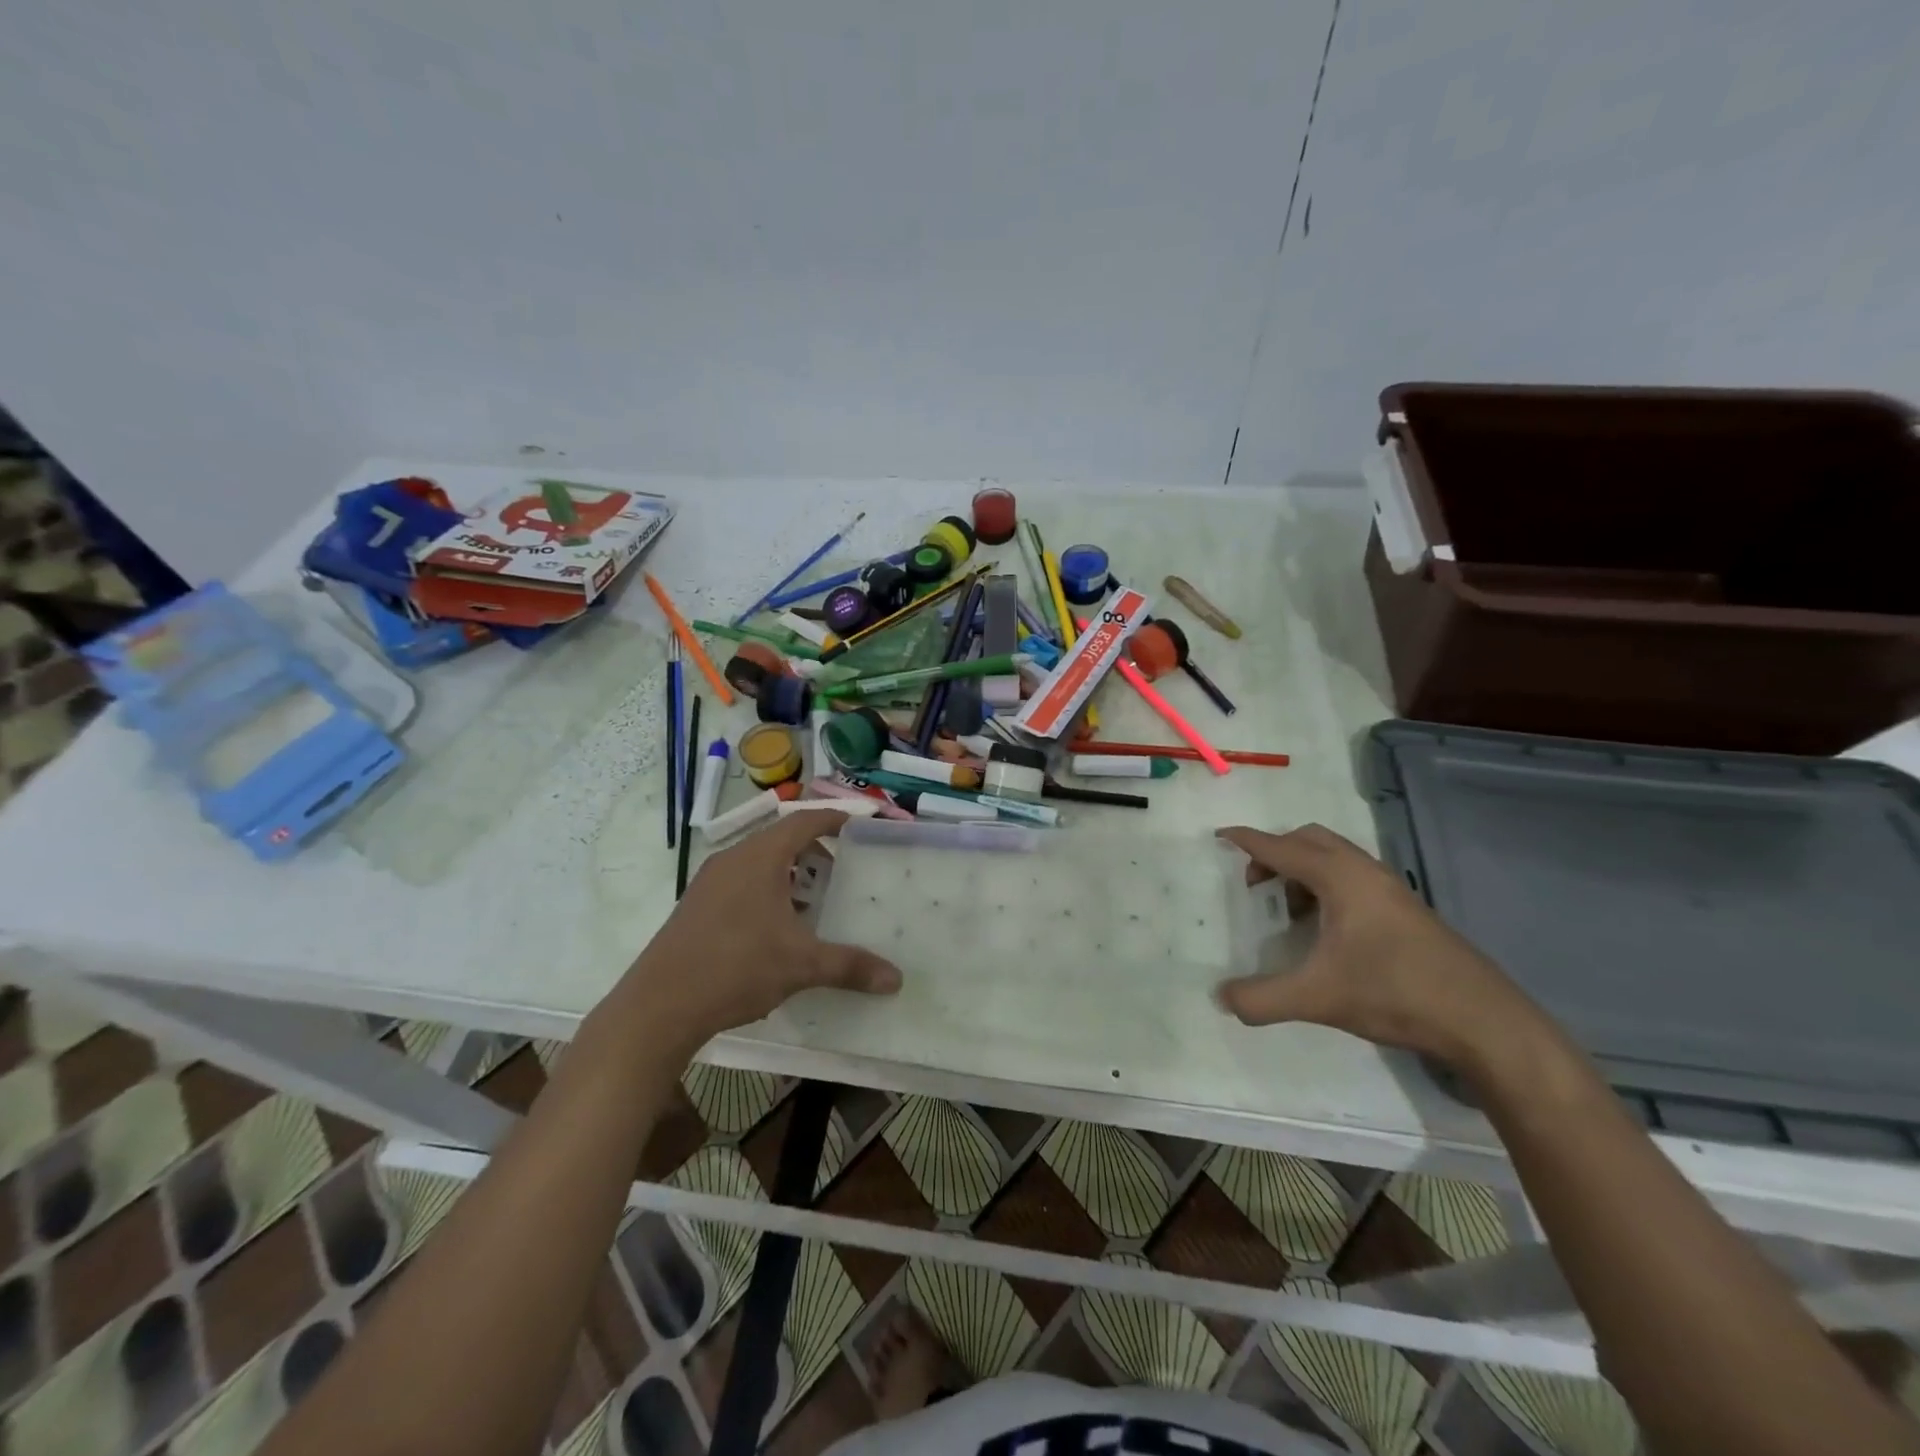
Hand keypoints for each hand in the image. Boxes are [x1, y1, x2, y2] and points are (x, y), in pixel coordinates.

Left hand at [623, 810, 901, 1049]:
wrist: (659, 1006)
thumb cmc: (736, 968)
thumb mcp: (801, 965)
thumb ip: (851, 966)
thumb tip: (897, 979)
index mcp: (759, 858)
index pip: (803, 822)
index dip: (833, 819)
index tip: (858, 824)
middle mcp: (732, 860)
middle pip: (780, 840)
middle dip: (814, 851)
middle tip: (842, 870)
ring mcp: (709, 883)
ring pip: (758, 864)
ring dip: (788, 875)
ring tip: (813, 901)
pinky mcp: (695, 906)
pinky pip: (740, 884)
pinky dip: (766, 892)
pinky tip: (776, 928)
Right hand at [1213, 823, 1541, 1067]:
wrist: (1484, 1021)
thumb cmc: (1394, 993)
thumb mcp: (1317, 998)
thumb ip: (1262, 998)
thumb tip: (1221, 998)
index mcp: (1339, 877)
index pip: (1280, 847)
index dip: (1247, 840)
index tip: (1220, 835)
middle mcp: (1364, 871)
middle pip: (1310, 839)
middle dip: (1276, 852)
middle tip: (1255, 883)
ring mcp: (1391, 889)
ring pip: (1335, 857)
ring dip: (1303, 869)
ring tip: (1288, 909)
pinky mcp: (1406, 909)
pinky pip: (1353, 877)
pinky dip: (1327, 885)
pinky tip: (1326, 930)